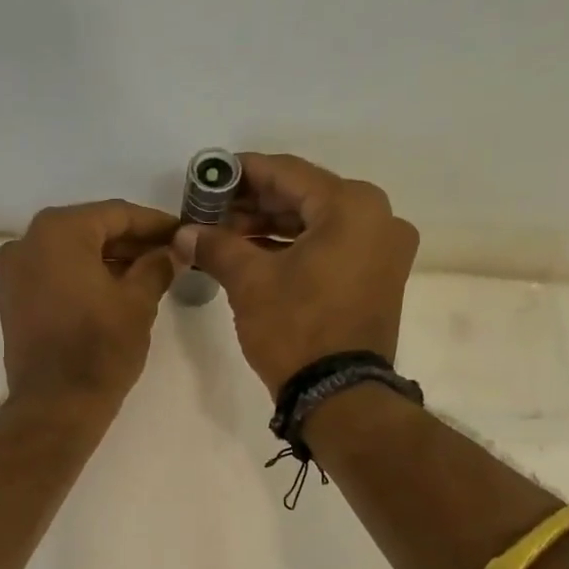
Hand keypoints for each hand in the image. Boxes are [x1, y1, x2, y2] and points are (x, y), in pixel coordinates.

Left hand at [0, 200, 179, 410]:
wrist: (55, 405)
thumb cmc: (100, 348)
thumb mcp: (138, 303)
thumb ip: (157, 266)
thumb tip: (172, 251)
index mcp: (58, 231)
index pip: (116, 214)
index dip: (154, 223)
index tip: (182, 233)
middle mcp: (27, 241)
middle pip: (90, 230)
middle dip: (130, 242)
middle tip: (169, 254)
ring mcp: (14, 272)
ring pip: (70, 253)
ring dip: (108, 260)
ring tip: (148, 274)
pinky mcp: (12, 300)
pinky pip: (54, 275)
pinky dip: (83, 277)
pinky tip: (115, 290)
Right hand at [172, 153, 419, 396]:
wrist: (339, 395)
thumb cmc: (296, 329)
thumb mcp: (249, 282)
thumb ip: (217, 246)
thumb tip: (184, 233)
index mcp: (352, 205)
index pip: (287, 173)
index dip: (242, 173)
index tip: (208, 176)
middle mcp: (378, 217)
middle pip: (304, 197)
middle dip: (254, 205)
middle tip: (211, 213)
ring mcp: (383, 250)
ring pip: (317, 224)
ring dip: (271, 228)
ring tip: (225, 236)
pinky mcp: (378, 278)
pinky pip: (331, 248)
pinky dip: (295, 249)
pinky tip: (256, 255)